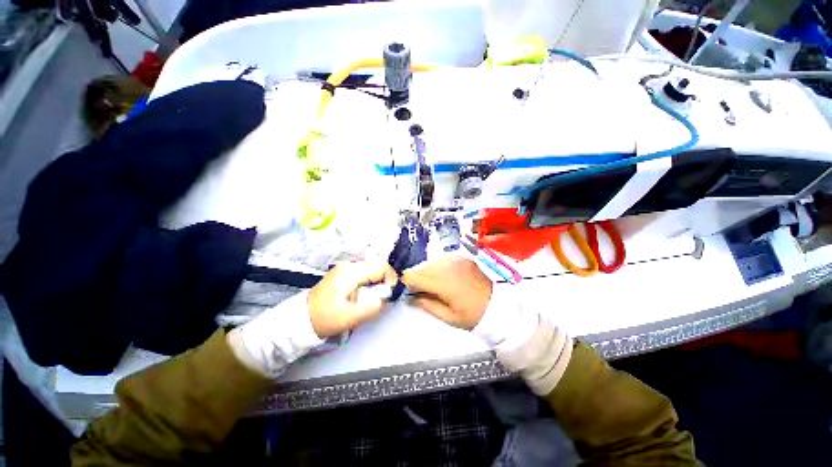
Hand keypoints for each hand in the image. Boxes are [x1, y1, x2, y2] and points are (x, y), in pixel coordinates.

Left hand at [308, 260, 398, 337]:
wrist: (301, 319)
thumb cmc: (324, 318)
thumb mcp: (350, 316)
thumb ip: (373, 307)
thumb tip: (387, 299)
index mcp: (351, 271)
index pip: (380, 265)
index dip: (390, 277)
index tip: (389, 293)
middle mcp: (349, 265)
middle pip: (377, 266)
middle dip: (384, 282)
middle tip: (381, 299)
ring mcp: (345, 269)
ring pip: (371, 271)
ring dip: (377, 284)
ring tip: (372, 299)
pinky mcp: (344, 275)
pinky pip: (364, 275)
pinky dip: (369, 284)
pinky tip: (363, 297)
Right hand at [402, 256, 492, 329]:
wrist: (497, 305)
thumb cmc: (473, 315)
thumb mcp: (448, 316)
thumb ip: (426, 305)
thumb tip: (410, 298)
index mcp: (444, 282)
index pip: (415, 276)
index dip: (407, 282)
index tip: (407, 289)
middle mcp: (448, 266)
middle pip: (421, 267)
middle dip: (417, 277)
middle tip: (421, 290)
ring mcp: (456, 259)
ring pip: (431, 262)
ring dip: (427, 271)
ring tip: (434, 284)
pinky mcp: (462, 257)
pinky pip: (442, 259)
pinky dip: (439, 266)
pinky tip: (444, 276)